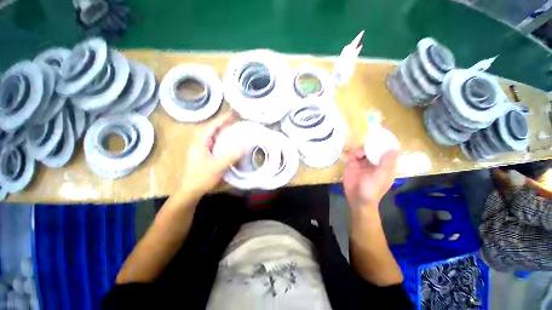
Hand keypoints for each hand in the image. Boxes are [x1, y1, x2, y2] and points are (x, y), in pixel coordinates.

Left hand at [177, 112, 242, 195]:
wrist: (190, 191)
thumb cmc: (201, 178)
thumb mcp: (218, 167)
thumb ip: (232, 156)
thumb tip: (245, 147)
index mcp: (200, 143)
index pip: (212, 126)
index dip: (223, 119)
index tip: (233, 113)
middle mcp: (199, 143)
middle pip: (212, 130)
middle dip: (223, 124)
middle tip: (235, 121)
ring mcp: (200, 149)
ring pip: (213, 137)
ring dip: (223, 133)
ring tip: (234, 130)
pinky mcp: (203, 155)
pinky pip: (214, 144)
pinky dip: (222, 142)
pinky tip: (228, 144)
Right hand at [343, 147, 397, 209]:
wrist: (357, 199)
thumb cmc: (372, 189)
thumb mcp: (381, 176)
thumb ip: (387, 163)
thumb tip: (393, 148)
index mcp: (384, 165)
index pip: (387, 152)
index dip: (386, 144)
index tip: (382, 136)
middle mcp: (374, 163)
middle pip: (374, 149)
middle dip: (371, 144)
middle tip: (367, 141)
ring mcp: (362, 164)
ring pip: (362, 151)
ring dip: (361, 149)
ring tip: (358, 153)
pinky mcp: (352, 165)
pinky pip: (352, 155)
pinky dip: (352, 153)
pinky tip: (352, 155)